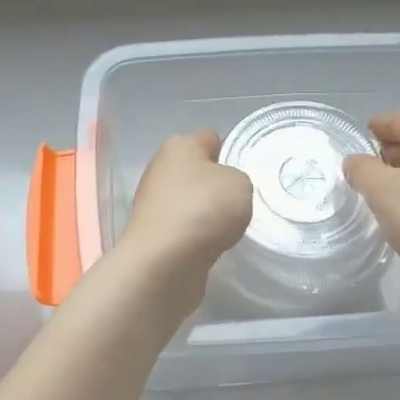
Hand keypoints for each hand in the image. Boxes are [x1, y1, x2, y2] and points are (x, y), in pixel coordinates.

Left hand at [113, 129, 253, 302]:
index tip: (245, 172)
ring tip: (228, 228)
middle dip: (218, 185)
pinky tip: (211, 245)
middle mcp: (160, 169)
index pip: (210, 138)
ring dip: (207, 213)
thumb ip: (238, 179)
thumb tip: (223, 191)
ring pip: (191, 200)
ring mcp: (153, 202)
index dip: (230, 151)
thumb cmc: (203, 209)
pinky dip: (197, 235)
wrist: (163, 262)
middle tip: (240, 202)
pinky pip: (184, 226)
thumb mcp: (240, 183)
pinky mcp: (153, 232)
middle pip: (198, 171)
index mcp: (179, 146)